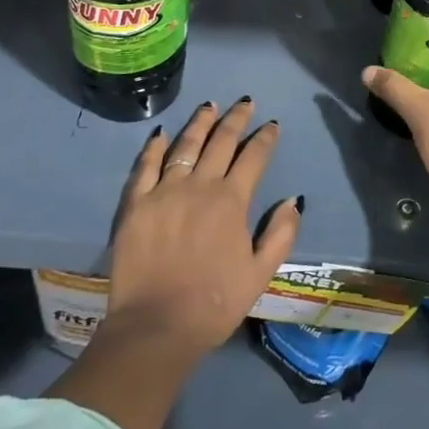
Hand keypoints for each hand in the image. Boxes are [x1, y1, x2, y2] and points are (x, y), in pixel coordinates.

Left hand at [105, 100, 301, 361]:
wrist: (156, 326)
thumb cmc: (214, 303)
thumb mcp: (260, 274)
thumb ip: (280, 233)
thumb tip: (293, 199)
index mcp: (232, 201)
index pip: (253, 158)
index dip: (265, 138)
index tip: (272, 124)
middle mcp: (199, 186)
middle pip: (221, 142)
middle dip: (236, 119)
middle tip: (245, 103)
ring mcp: (164, 191)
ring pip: (185, 145)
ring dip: (200, 123)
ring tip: (209, 106)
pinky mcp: (136, 203)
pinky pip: (146, 166)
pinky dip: (155, 147)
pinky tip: (162, 134)